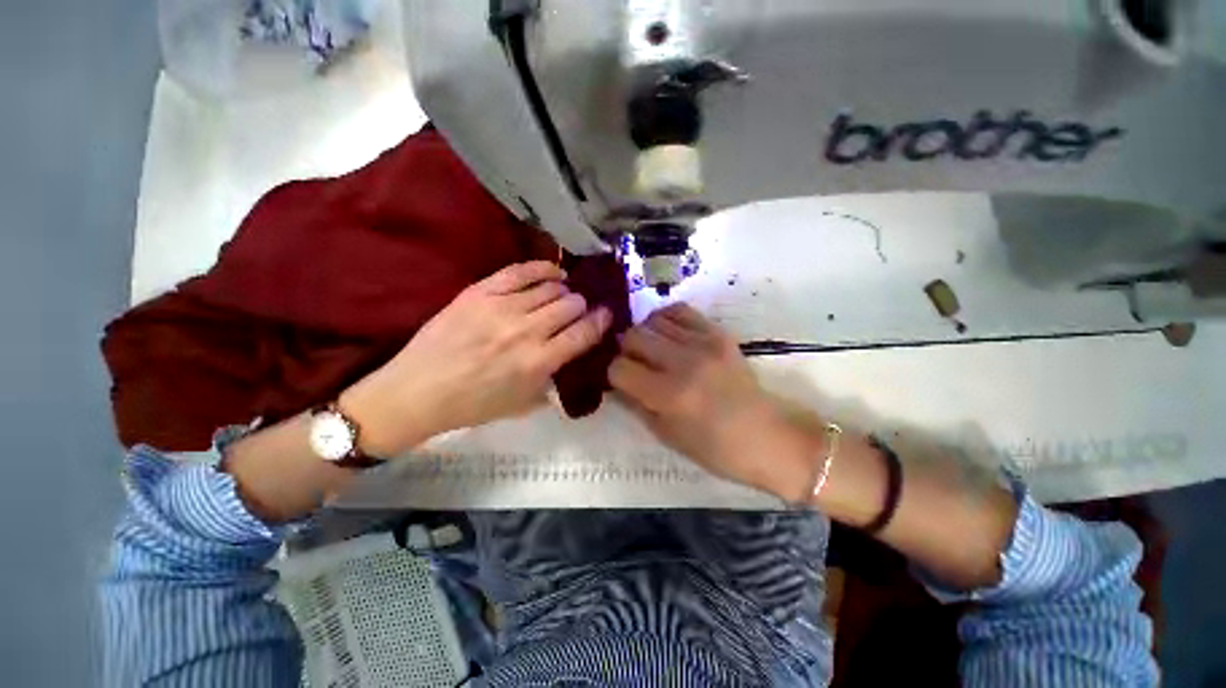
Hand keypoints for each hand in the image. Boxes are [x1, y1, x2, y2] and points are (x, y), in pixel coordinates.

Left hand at [340, 261, 611, 455]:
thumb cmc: (473, 405)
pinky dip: (543, 268)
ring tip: (565, 292)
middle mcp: (526, 331)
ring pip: (550, 287)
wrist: (418, 391)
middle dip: (582, 305)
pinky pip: (520, 271)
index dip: (600, 321)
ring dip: (565, 289)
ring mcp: (502, 307)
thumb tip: (571, 354)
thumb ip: (553, 379)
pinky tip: (553, 272)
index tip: (606, 314)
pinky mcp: (480, 292)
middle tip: (580, 308)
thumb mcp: (523, 404)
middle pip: (570, 305)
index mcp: (539, 362)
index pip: (583, 334)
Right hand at [609, 303, 818, 498]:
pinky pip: (680, 311)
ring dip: (644, 334)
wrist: (769, 437)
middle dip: (624, 350)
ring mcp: (703, 343)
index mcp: (669, 395)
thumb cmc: (716, 449)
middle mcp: (683, 362)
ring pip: (652, 320)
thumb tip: (616, 382)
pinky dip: (665, 319)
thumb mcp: (667, 436)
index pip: (620, 368)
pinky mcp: (719, 333)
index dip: (613, 373)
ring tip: (651, 349)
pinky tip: (667, 334)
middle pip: (633, 336)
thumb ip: (636, 405)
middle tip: (633, 363)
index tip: (620, 380)